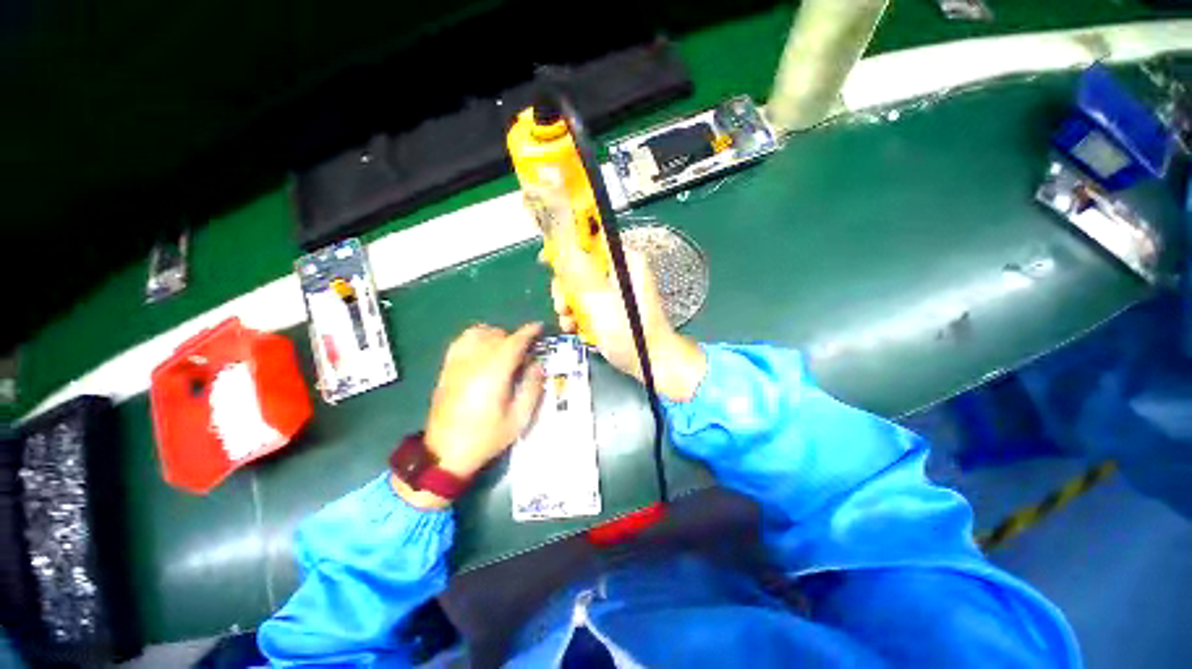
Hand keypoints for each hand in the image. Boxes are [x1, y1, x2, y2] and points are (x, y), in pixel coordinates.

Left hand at [394, 323, 544, 508]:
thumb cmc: (486, 437)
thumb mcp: (519, 418)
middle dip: (515, 338)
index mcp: (494, 373)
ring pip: (477, 333)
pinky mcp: (446, 368)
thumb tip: (538, 364)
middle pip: (497, 335)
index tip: (539, 328)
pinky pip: (461, 341)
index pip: (514, 342)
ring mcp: (457, 363)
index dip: (529, 332)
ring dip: (495, 335)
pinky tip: (483, 350)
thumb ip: (532, 387)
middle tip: (525, 352)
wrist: (445, 453)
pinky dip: (476, 338)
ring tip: (504, 349)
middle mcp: (474, 362)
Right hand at [549, 244, 705, 401]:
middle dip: (565, 287)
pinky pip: (585, 303)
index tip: (546, 261)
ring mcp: (613, 291)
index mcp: (624, 260)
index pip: (590, 239)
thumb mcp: (600, 298)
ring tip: (569, 321)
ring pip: (578, 287)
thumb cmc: (631, 331)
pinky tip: (574, 328)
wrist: (650, 363)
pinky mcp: (609, 308)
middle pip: (579, 265)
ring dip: (568, 304)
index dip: (565, 246)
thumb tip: (559, 238)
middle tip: (562, 304)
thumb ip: (577, 270)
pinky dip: (577, 315)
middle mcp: (618, 271)